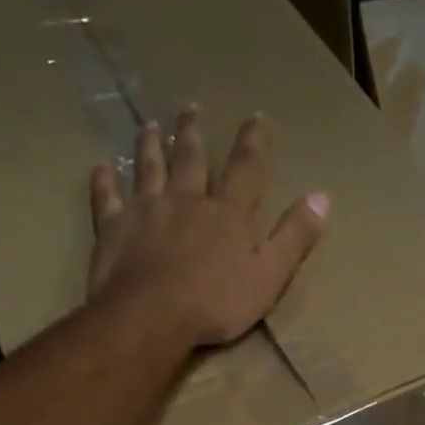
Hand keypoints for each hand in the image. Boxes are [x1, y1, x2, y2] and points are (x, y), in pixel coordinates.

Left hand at [88, 107, 328, 346]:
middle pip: (192, 159)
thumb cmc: (216, 303)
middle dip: (194, 133)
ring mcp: (147, 210)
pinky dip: (105, 181)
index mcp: (227, 214)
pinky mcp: (114, 227)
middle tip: (192, 108)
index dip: (254, 142)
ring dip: (151, 145)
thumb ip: (294, 236)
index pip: (246, 169)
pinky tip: (101, 168)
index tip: (257, 117)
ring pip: (149, 168)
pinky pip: (107, 198)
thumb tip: (322, 196)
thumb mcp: (270, 276)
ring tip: (151, 125)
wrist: (152, 316)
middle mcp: (187, 200)